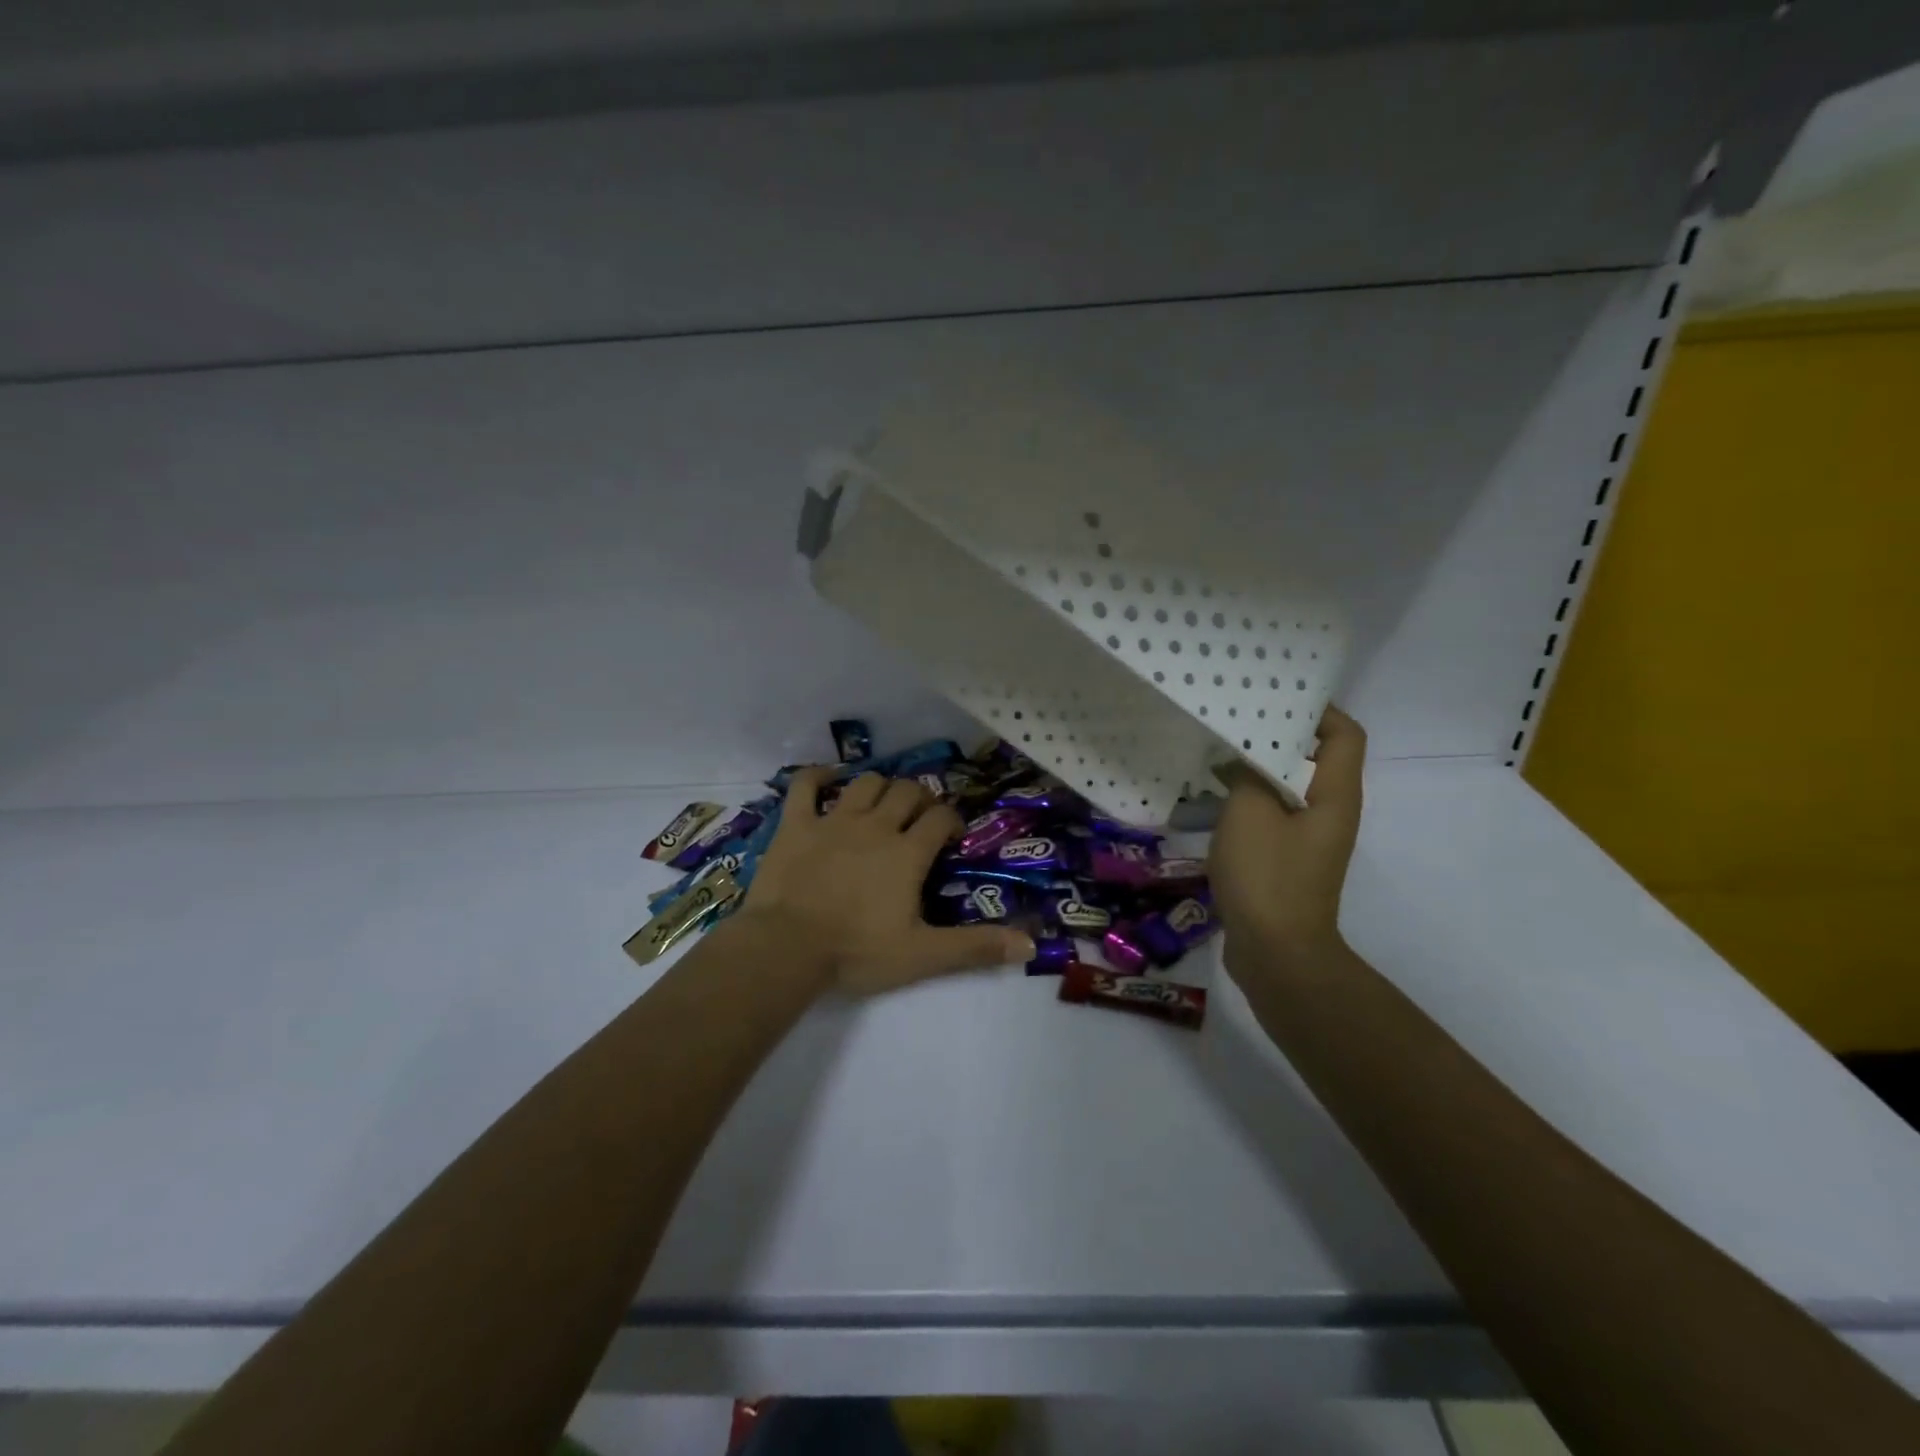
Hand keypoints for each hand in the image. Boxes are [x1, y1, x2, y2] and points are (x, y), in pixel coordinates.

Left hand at [737, 768, 1035, 995]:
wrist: (787, 949)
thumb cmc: (857, 951)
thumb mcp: (923, 955)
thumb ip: (975, 947)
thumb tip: (1030, 945)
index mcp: (907, 852)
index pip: (941, 818)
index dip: (952, 821)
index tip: (951, 838)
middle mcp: (876, 826)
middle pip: (907, 791)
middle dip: (920, 799)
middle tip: (920, 820)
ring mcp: (834, 820)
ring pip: (866, 782)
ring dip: (880, 787)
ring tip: (883, 804)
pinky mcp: (796, 824)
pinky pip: (805, 785)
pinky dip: (818, 776)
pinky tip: (828, 779)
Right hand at [1208, 705, 1366, 975]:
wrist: (1276, 953)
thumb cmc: (1268, 876)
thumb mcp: (1250, 813)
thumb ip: (1249, 774)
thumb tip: (1246, 756)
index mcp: (1334, 795)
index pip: (1345, 734)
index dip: (1318, 709)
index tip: (1274, 695)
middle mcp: (1330, 812)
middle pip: (1315, 757)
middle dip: (1278, 734)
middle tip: (1235, 717)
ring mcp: (1308, 839)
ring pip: (1289, 787)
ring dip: (1258, 768)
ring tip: (1218, 749)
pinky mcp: (1286, 860)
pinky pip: (1272, 814)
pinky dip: (1249, 799)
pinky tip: (1213, 796)